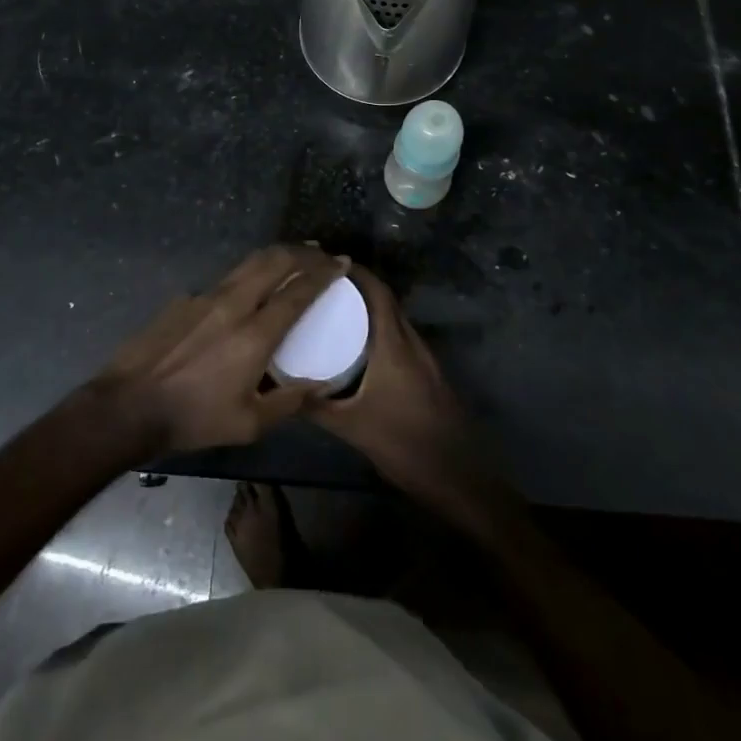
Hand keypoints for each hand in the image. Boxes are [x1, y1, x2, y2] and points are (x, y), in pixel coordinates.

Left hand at [91, 245, 343, 455]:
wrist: (128, 406)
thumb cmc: (193, 418)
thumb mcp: (247, 424)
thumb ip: (288, 403)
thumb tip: (318, 386)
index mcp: (254, 334)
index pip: (298, 291)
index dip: (323, 273)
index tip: (341, 262)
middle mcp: (233, 304)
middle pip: (275, 261)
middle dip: (303, 252)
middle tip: (322, 252)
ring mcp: (205, 296)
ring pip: (249, 262)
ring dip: (276, 255)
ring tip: (293, 256)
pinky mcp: (185, 298)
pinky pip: (225, 278)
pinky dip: (247, 274)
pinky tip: (247, 289)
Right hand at [306, 264, 518, 541]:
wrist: (458, 476)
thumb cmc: (404, 445)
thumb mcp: (353, 427)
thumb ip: (317, 406)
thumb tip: (282, 388)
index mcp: (395, 345)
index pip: (378, 293)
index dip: (356, 273)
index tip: (326, 264)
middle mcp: (412, 343)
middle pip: (386, 302)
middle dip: (357, 288)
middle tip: (322, 287)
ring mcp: (424, 358)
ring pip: (394, 320)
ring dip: (369, 310)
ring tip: (334, 311)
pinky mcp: (428, 374)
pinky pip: (400, 339)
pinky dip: (379, 331)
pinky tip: (359, 347)